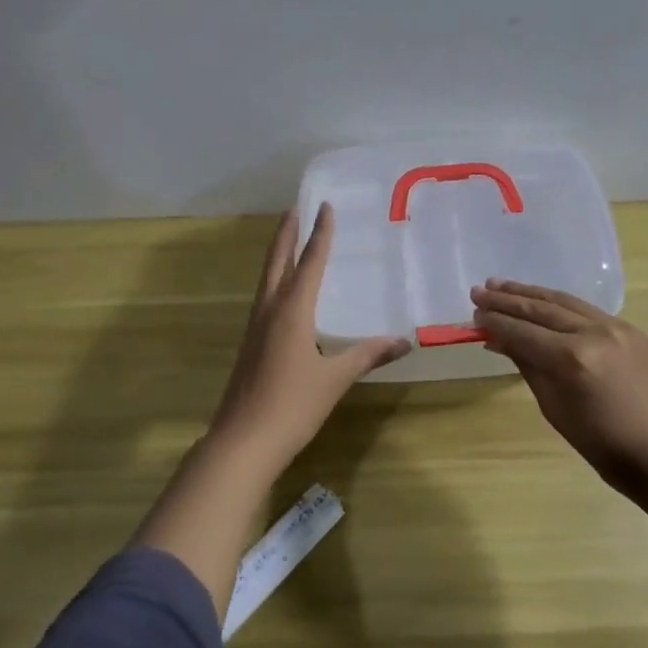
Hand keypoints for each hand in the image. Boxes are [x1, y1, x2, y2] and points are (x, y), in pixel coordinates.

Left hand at [209, 204, 410, 468]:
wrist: (243, 441)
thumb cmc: (293, 405)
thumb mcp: (335, 378)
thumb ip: (368, 355)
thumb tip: (404, 341)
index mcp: (292, 311)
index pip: (309, 262)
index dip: (319, 234)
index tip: (324, 206)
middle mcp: (270, 310)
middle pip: (277, 261)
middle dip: (286, 233)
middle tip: (294, 208)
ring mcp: (255, 327)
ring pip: (267, 279)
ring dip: (277, 254)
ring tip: (288, 238)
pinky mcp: (250, 344)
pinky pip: (264, 298)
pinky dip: (275, 280)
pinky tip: (282, 293)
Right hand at [472, 279, 647, 492]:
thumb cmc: (608, 448)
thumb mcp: (557, 411)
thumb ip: (529, 368)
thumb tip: (501, 341)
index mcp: (572, 358)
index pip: (523, 332)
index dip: (496, 323)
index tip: (474, 315)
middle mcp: (593, 332)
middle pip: (541, 309)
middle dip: (507, 300)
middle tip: (479, 292)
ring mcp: (616, 326)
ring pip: (564, 301)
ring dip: (531, 293)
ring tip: (502, 286)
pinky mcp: (631, 329)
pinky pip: (587, 309)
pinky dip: (559, 303)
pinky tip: (543, 301)